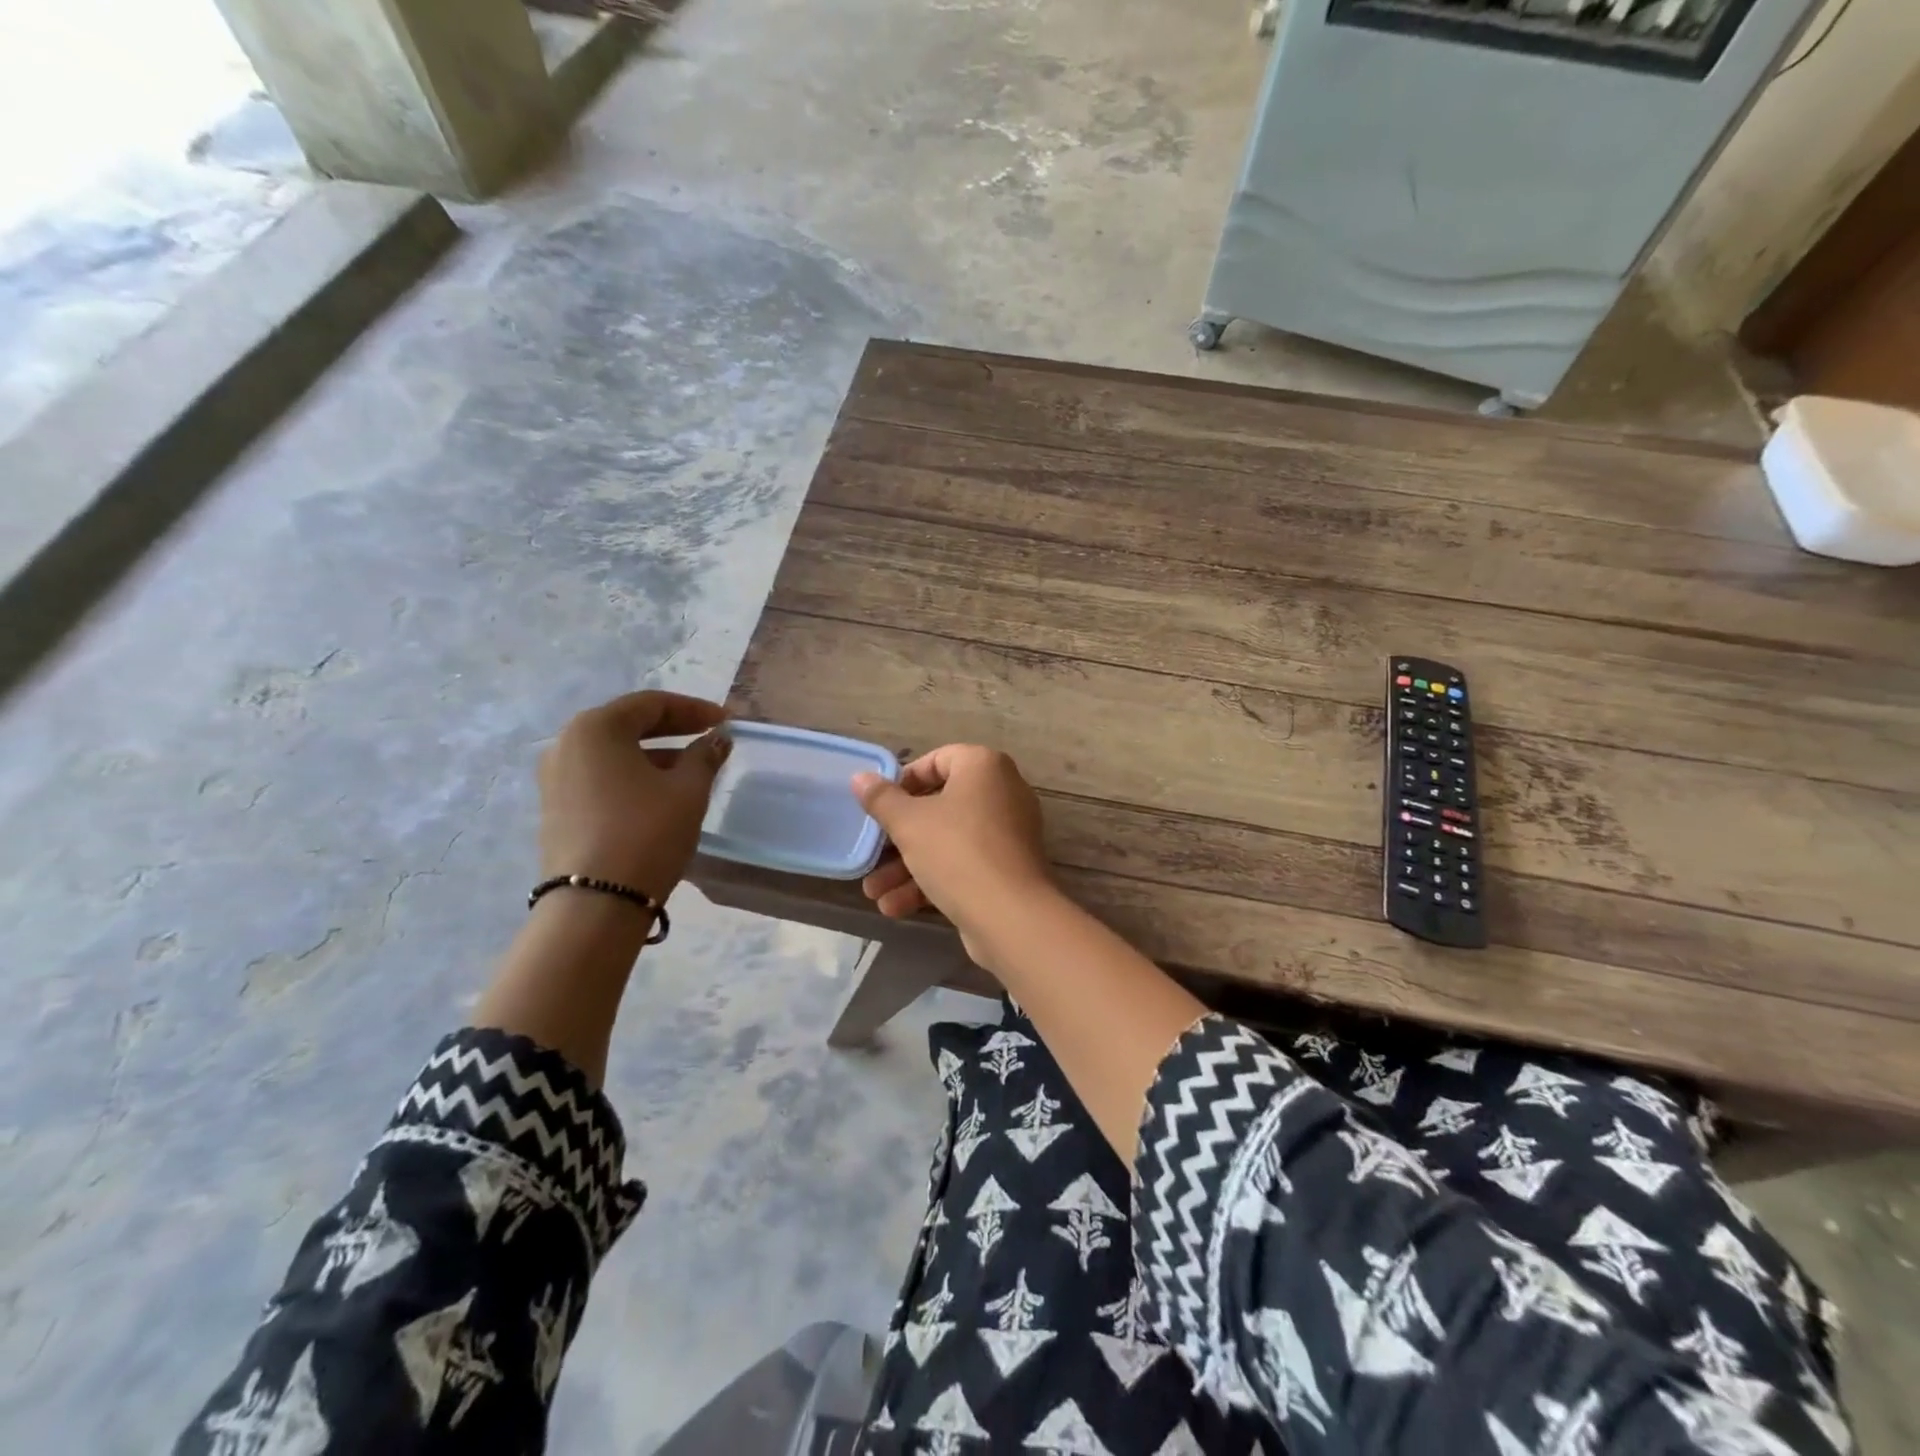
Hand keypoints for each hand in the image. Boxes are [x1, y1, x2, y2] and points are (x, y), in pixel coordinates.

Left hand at [538, 691, 730, 900]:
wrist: (595, 904)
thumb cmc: (646, 832)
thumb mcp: (688, 790)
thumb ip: (705, 756)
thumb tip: (717, 739)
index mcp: (596, 728)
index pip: (651, 704)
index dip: (694, 709)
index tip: (725, 721)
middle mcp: (567, 744)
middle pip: (628, 724)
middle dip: (673, 729)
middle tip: (710, 736)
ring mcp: (555, 778)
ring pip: (614, 753)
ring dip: (654, 754)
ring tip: (691, 769)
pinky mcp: (556, 808)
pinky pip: (601, 777)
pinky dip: (633, 775)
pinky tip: (660, 793)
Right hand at [852, 745, 1057, 966]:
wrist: (1011, 916)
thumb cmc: (957, 851)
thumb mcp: (908, 823)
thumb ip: (882, 799)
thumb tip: (860, 778)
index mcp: (984, 767)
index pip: (938, 760)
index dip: (904, 781)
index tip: (880, 805)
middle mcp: (1002, 792)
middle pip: (939, 806)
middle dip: (898, 837)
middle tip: (871, 855)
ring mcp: (1007, 833)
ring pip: (947, 841)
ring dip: (907, 866)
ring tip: (873, 893)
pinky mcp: (1007, 869)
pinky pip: (964, 865)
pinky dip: (932, 881)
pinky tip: (895, 907)